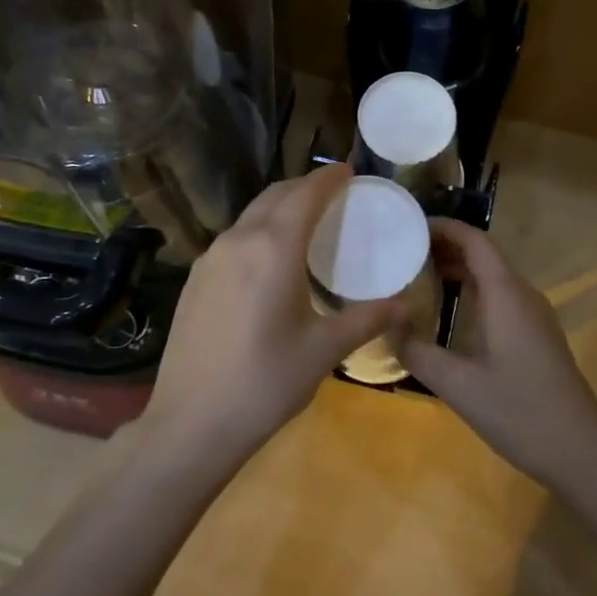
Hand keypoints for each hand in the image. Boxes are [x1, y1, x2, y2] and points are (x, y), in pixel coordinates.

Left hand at [142, 164, 405, 470]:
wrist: (190, 423)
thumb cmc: (266, 383)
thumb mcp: (324, 350)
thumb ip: (367, 319)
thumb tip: (406, 304)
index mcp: (274, 248)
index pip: (305, 194)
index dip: (329, 179)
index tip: (349, 171)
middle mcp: (238, 240)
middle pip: (275, 196)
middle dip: (304, 188)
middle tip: (333, 196)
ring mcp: (210, 258)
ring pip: (250, 215)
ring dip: (279, 208)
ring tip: (305, 225)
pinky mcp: (194, 279)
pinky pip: (234, 238)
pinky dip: (258, 231)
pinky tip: (269, 261)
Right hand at [396, 219, 596, 493]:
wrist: (582, 452)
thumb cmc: (520, 412)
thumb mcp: (458, 386)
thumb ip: (418, 352)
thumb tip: (386, 326)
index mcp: (506, 294)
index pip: (475, 241)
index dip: (443, 227)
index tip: (408, 226)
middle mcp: (522, 295)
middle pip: (483, 255)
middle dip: (444, 247)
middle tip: (401, 252)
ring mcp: (533, 315)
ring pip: (492, 276)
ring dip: (458, 270)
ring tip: (416, 277)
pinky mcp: (536, 334)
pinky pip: (500, 296)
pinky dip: (472, 291)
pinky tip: (448, 313)